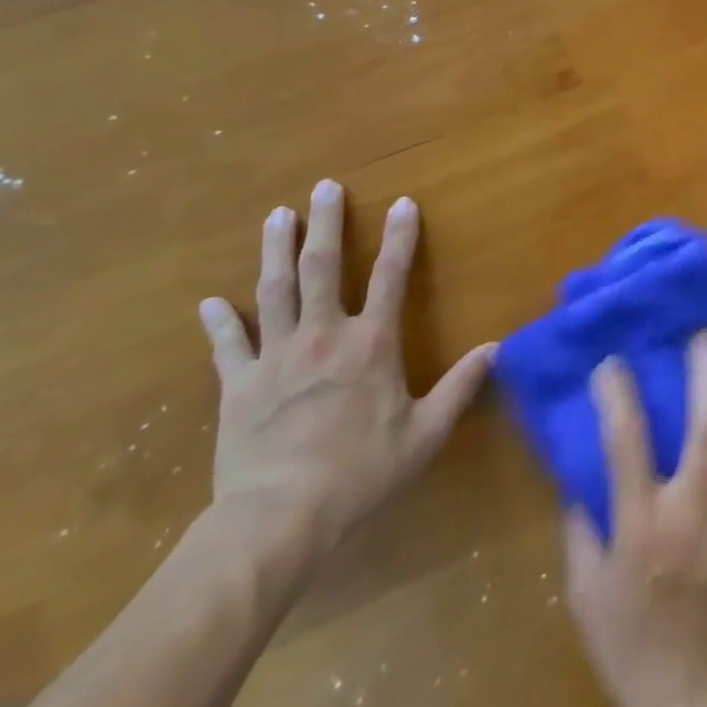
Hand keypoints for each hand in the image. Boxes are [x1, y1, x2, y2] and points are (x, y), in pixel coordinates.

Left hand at [197, 179, 495, 553]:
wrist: (279, 518)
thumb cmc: (361, 472)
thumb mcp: (425, 433)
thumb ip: (461, 386)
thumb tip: (496, 348)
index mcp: (371, 343)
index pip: (391, 276)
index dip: (399, 237)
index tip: (402, 203)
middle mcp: (324, 336)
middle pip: (322, 267)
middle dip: (325, 224)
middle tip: (322, 188)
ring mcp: (275, 357)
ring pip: (274, 291)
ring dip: (276, 250)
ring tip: (277, 216)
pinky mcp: (237, 385)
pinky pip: (227, 345)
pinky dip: (219, 322)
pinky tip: (210, 301)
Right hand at [564, 332, 706, 706]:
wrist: (694, 691)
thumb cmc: (629, 643)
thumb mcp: (585, 589)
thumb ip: (582, 525)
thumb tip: (582, 473)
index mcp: (641, 525)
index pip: (627, 443)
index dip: (618, 395)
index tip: (612, 362)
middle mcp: (692, 511)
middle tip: (705, 338)